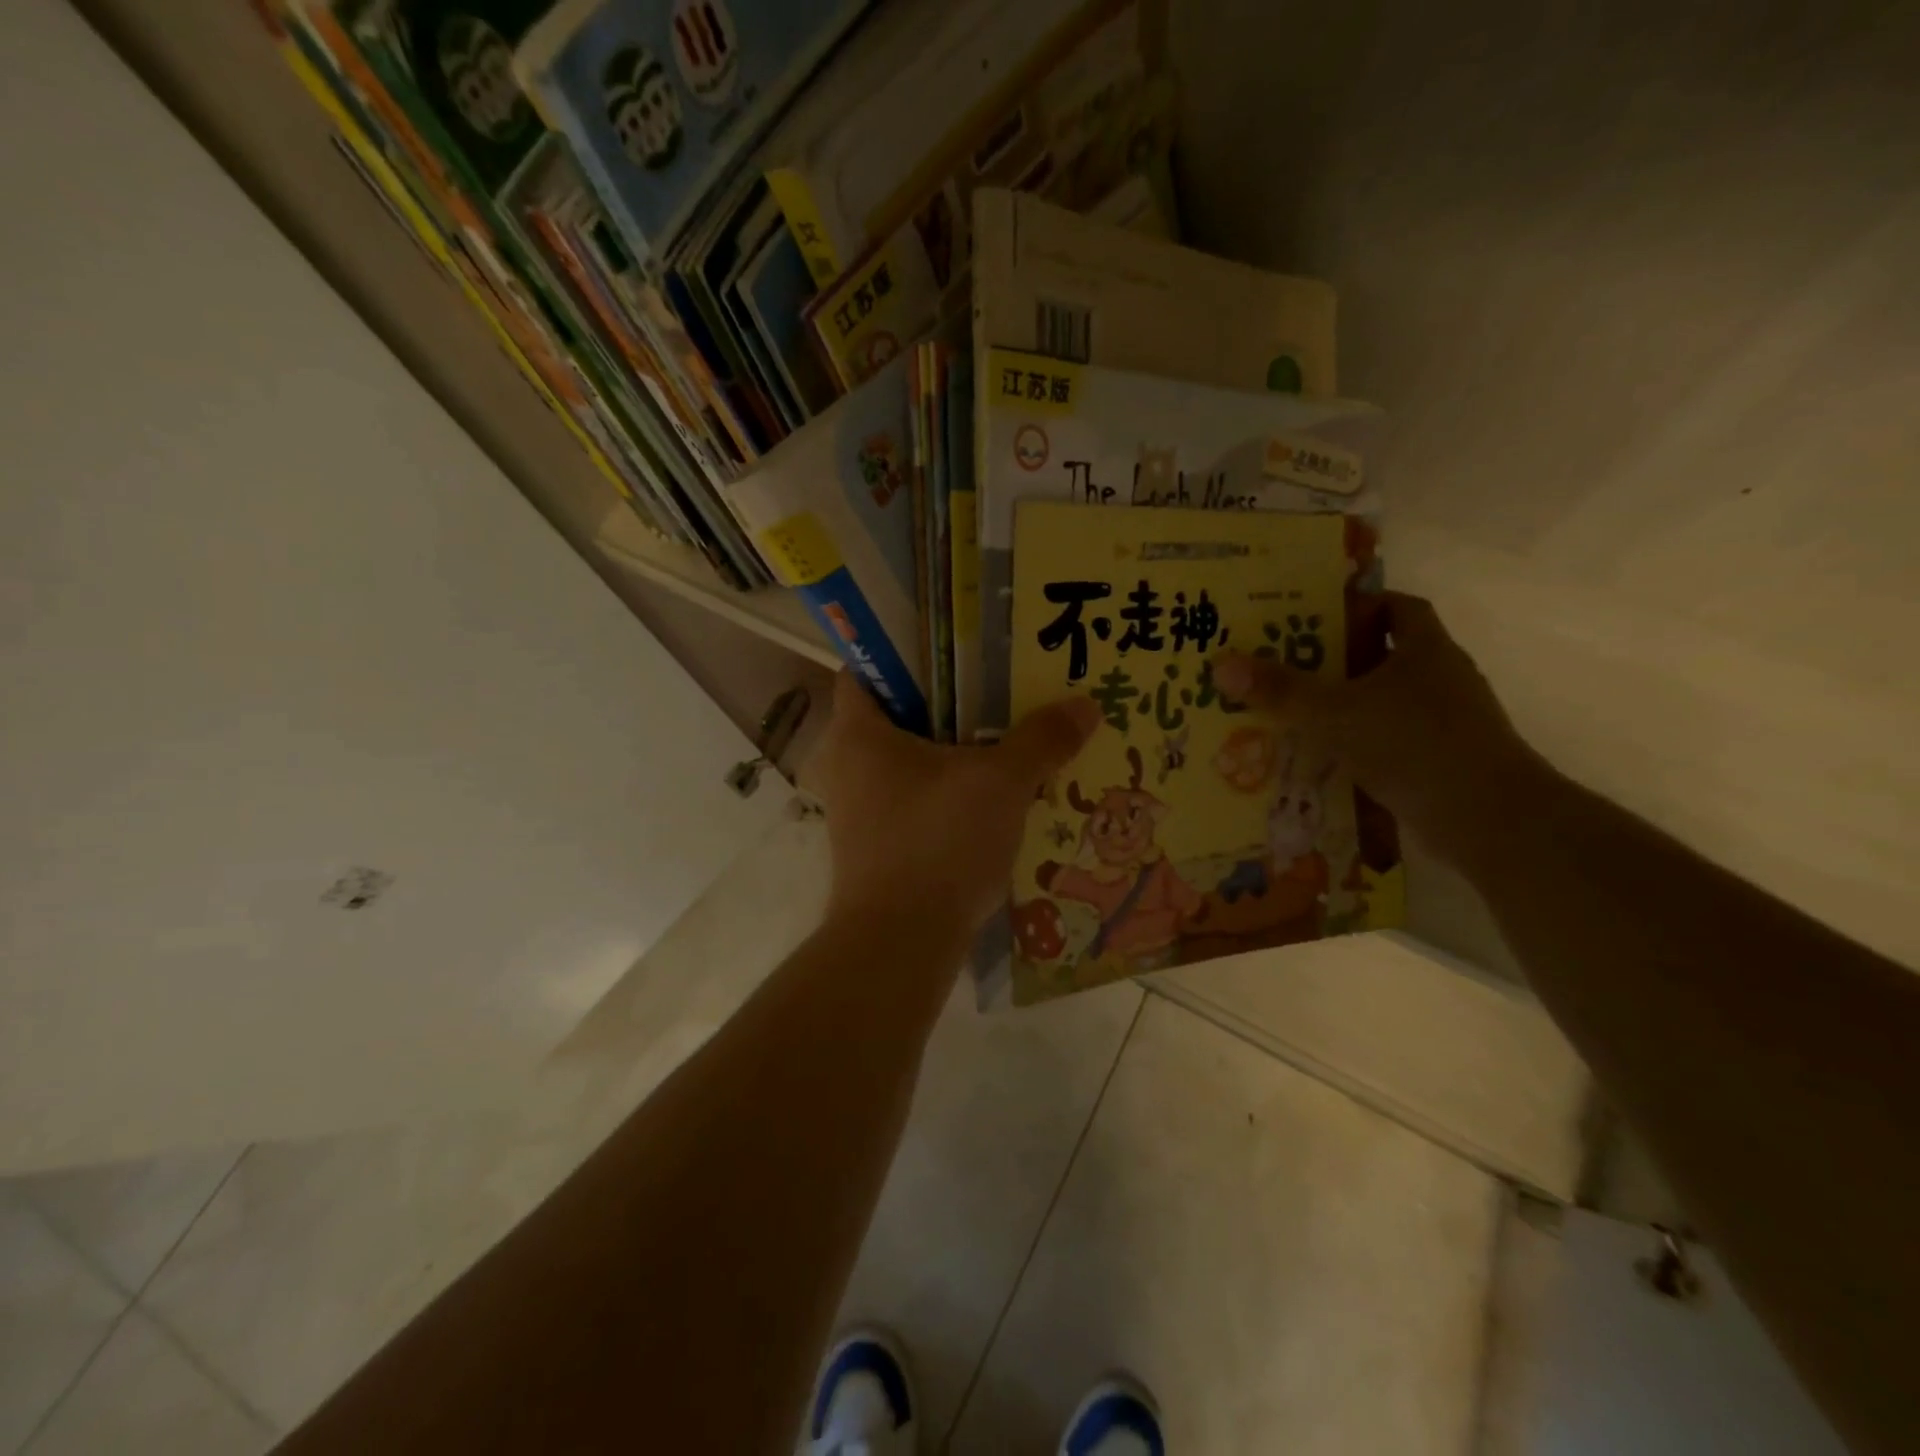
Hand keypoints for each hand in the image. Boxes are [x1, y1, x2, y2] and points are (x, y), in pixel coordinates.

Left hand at [815, 674, 1100, 939]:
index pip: (867, 668)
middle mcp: (848, 765)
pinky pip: (916, 801)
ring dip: (953, 753)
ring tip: (1007, 741)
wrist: (899, 945)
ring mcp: (859, 810)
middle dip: (947, 704)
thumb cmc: (938, 843)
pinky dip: (948, 793)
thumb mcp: (1001, 783)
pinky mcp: (878, 847)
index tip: (957, 647)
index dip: (907, 651)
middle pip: (897, 715)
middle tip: (1000, 690)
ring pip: (910, 763)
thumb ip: (1042, 740)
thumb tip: (1085, 705)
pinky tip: (994, 798)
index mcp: (858, 732)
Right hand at [1214, 592, 1541, 859]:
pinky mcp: (1439, 762)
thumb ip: (1282, 691)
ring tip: (1290, 713)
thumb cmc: (1415, 746)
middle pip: (1383, 656)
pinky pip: (1387, 742)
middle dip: (1336, 660)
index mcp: (1427, 650)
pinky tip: (1319, 759)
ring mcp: (1444, 724)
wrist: (1489, 820)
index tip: (1315, 614)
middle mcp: (1440, 680)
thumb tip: (1222, 665)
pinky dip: (1357, 746)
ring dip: (1343, 707)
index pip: (1398, 607)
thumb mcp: (1336, 714)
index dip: (1360, 604)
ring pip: (1383, 703)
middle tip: (1282, 664)